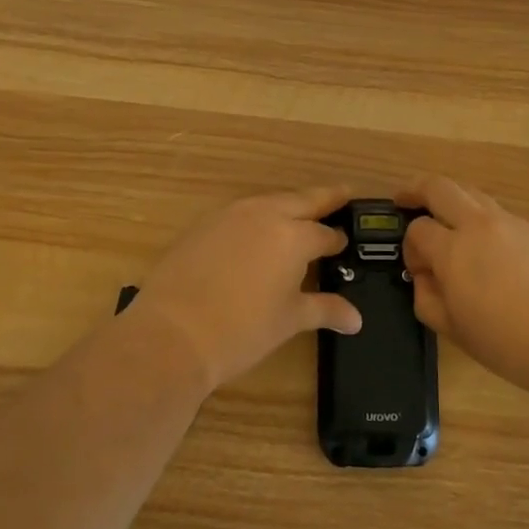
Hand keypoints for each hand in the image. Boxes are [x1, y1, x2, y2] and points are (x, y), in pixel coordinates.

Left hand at [127, 184, 362, 390]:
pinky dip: (258, 216)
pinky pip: (241, 212)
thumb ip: (325, 310)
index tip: (344, 244)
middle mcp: (266, 214)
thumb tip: (356, 320)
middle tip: (344, 194)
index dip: (337, 240)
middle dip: (325, 198)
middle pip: (303, 199)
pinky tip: (257, 233)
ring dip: (289, 205)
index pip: (325, 233)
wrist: (172, 333)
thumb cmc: (241, 331)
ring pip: (270, 201)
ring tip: (300, 214)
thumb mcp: (289, 320)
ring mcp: (231, 214)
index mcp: (294, 236)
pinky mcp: (205, 223)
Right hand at [399, 174, 528, 394]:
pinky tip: (487, 245)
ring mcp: (511, 223)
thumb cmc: (509, 343)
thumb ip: (428, 299)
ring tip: (446, 218)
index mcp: (453, 250)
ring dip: (452, 198)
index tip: (417, 269)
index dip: (410, 246)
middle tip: (405, 199)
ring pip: (472, 193)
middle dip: (417, 189)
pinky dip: (481, 217)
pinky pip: (499, 213)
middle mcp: (479, 225)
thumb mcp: (455, 331)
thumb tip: (424, 277)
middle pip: (440, 187)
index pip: (418, 229)